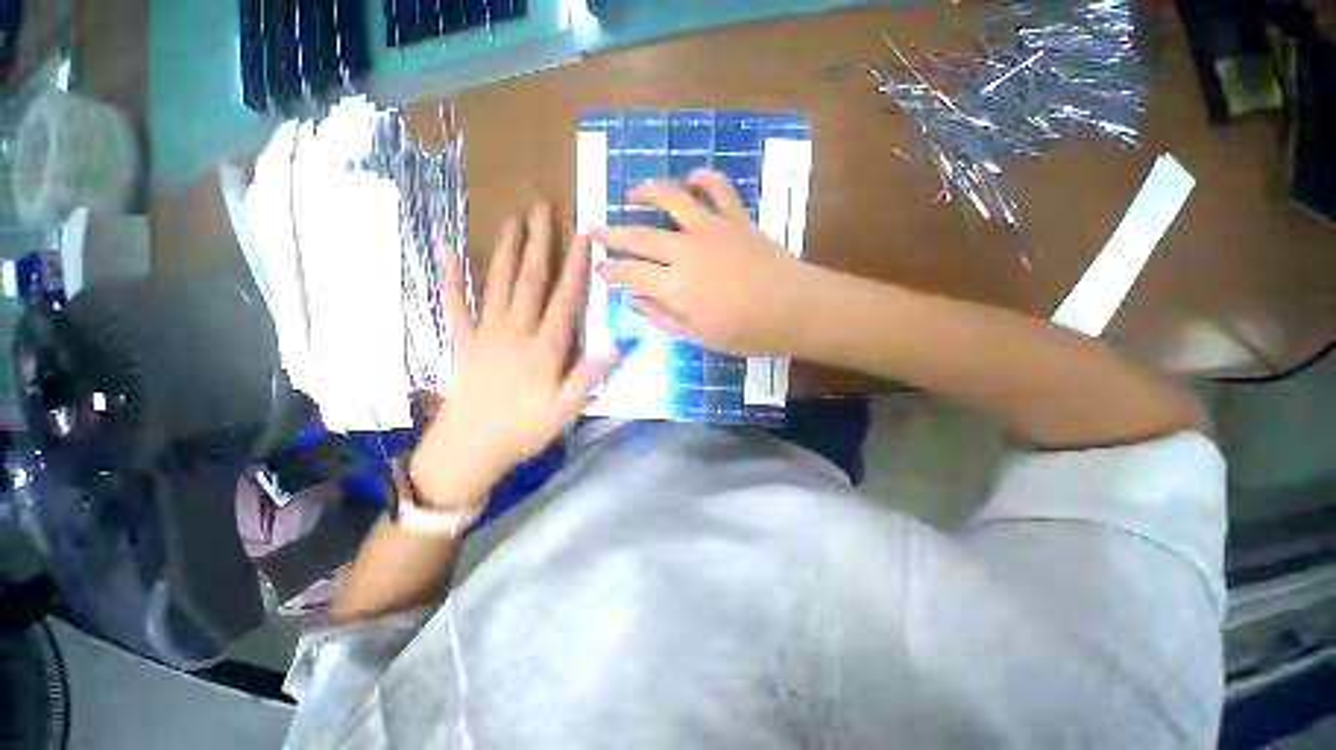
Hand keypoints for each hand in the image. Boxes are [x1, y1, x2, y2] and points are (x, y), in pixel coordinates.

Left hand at [409, 202, 618, 508]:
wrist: (469, 450)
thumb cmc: (523, 431)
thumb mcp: (565, 411)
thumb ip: (588, 376)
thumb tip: (617, 345)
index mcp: (545, 348)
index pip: (565, 299)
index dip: (576, 266)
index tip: (583, 235)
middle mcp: (517, 331)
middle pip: (530, 280)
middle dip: (540, 242)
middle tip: (543, 207)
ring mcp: (486, 333)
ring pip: (497, 283)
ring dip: (506, 249)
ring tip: (513, 219)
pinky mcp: (463, 341)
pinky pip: (455, 304)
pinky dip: (450, 277)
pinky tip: (447, 250)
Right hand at [593, 169, 813, 354]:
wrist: (794, 309)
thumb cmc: (745, 332)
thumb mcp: (698, 336)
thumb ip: (662, 317)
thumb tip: (634, 301)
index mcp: (675, 286)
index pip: (630, 272)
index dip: (609, 269)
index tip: (598, 266)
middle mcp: (685, 251)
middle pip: (639, 235)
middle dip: (612, 232)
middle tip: (596, 230)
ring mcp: (711, 229)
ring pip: (670, 198)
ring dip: (646, 191)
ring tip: (632, 193)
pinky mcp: (735, 217)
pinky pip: (717, 186)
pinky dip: (702, 177)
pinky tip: (690, 179)